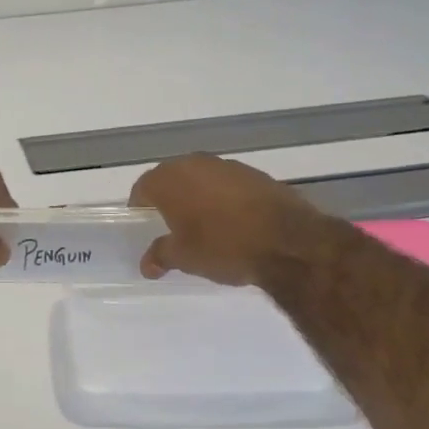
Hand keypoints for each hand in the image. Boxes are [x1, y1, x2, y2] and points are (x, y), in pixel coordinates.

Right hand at [129, 154, 327, 286]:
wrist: (288, 242)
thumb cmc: (223, 247)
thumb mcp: (185, 258)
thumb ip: (161, 255)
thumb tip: (147, 264)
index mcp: (170, 180)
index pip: (143, 187)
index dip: (140, 206)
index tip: (143, 224)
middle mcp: (195, 164)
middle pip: (172, 177)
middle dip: (169, 198)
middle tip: (171, 224)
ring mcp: (228, 166)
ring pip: (201, 178)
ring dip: (197, 195)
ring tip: (203, 223)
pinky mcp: (256, 174)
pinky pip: (228, 183)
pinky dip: (223, 197)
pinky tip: (233, 220)